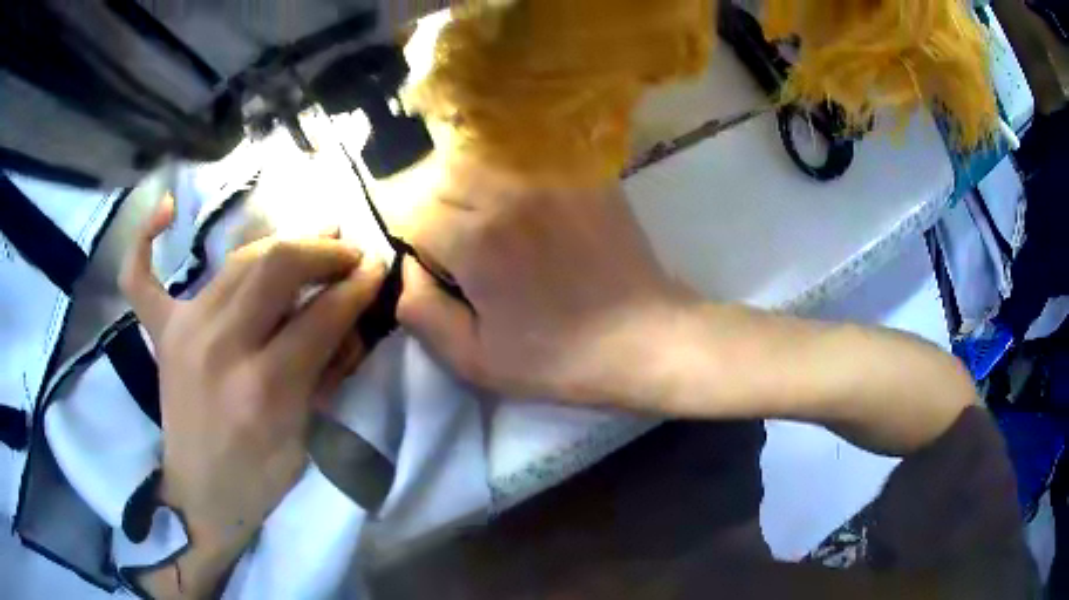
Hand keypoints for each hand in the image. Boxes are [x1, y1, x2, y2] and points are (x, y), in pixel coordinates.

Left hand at [120, 195, 384, 595]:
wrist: (201, 497)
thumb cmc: (260, 479)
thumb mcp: (306, 436)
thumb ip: (326, 370)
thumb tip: (350, 315)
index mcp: (263, 389)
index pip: (320, 317)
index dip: (356, 286)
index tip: (377, 267)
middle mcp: (219, 348)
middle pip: (275, 266)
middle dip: (322, 249)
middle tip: (346, 251)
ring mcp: (183, 333)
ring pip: (237, 261)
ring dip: (280, 243)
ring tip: (308, 240)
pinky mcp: (161, 333)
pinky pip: (141, 277)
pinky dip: (147, 240)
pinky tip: (167, 208)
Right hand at [397, 164, 692, 407]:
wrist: (644, 339)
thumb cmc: (559, 358)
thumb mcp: (474, 359)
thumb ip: (420, 311)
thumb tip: (407, 267)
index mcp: (477, 238)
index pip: (414, 213)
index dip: (421, 246)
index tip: (447, 273)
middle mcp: (508, 191)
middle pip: (442, 177)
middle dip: (440, 211)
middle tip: (467, 251)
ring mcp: (550, 176)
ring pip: (480, 159)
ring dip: (472, 188)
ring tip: (495, 228)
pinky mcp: (582, 174)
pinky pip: (526, 156)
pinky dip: (511, 174)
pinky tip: (529, 209)